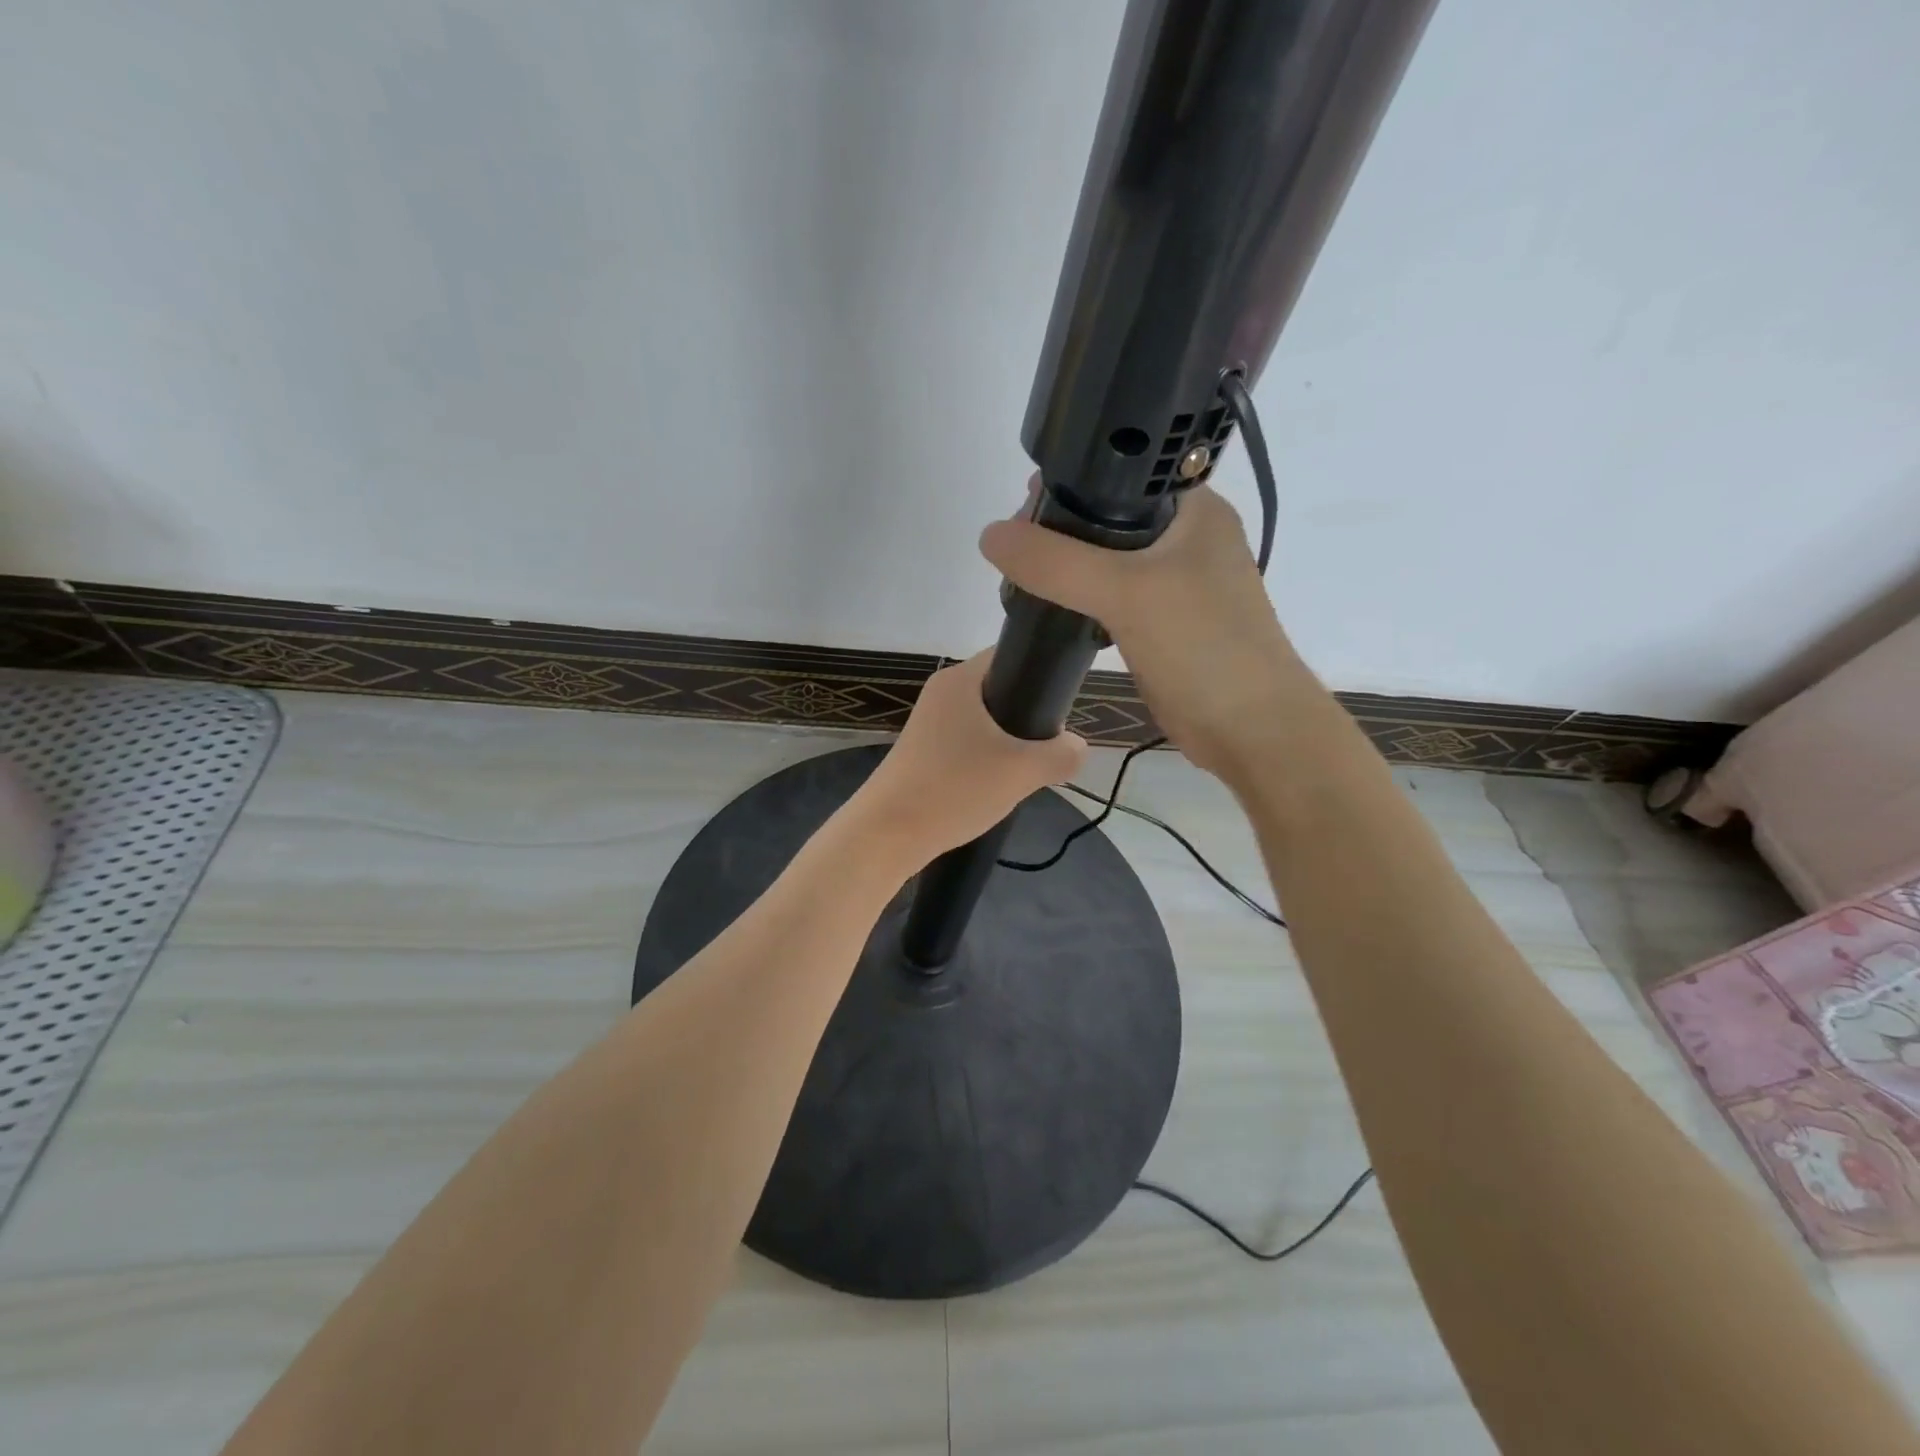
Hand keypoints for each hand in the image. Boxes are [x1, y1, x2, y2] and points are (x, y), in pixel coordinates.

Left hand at [850, 650, 1085, 862]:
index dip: (1041, 674)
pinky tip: (994, 786)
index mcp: (960, 680)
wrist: (888, 833)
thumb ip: (1061, 754)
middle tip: (1046, 747)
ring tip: (1023, 771)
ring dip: (1007, 744)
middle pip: (1000, 690)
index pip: (1010, 655)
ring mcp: (928, 724)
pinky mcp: (922, 752)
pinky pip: (967, 744)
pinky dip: (985, 760)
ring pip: (985, 722)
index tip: (1061, 707)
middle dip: (1028, 717)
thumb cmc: (955, 788)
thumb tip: (1076, 747)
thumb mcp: (1022, 771)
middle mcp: (941, 693)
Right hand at [979, 480, 1306, 780]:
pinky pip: (1110, 597)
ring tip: (1024, 574)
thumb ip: (1057, 562)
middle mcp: (1187, 539)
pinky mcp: (1161, 623)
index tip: (1025, 500)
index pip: (1123, 474)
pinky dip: (1081, 597)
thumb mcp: (1125, 592)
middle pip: (1108, 516)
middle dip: (1061, 526)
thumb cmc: (1203, 647)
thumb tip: (991, 536)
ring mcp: (1175, 584)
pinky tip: (1051, 605)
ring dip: (1068, 565)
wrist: (1250, 730)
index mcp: (1194, 510)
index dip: (1073, 479)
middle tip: (1018, 546)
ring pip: (1107, 559)